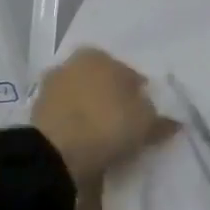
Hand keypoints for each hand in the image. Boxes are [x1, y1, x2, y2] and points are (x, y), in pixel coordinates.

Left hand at [30, 48, 174, 183]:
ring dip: (92, 112)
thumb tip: (174, 121)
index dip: (141, 95)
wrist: (55, 153)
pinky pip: (66, 116)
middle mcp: (72, 63)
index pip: (129, 74)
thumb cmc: (107, 124)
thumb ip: (161, 120)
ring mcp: (50, 87)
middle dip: (113, 99)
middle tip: (126, 125)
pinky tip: (86, 143)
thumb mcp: (146, 123)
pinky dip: (75, 125)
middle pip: (102, 83)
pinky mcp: (35, 112)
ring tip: (106, 138)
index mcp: (99, 55)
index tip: (147, 115)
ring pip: (82, 99)